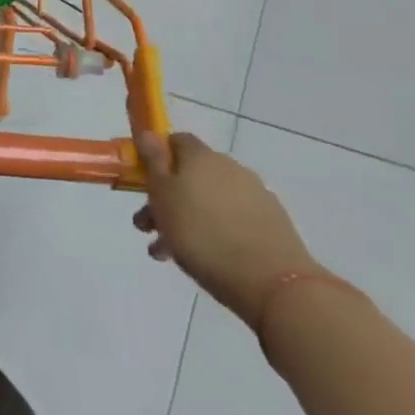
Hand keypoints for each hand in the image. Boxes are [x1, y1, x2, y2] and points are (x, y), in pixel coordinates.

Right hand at [132, 131, 318, 325]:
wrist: (270, 281)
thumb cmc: (201, 233)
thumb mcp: (163, 196)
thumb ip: (153, 162)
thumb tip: (148, 133)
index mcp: (201, 157)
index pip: (176, 141)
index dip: (156, 157)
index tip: (142, 181)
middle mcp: (230, 168)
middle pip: (190, 174)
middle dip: (165, 197)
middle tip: (148, 227)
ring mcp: (255, 195)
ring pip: (208, 201)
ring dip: (185, 219)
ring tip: (168, 252)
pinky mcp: (271, 223)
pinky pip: (230, 220)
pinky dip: (212, 231)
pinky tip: (202, 256)